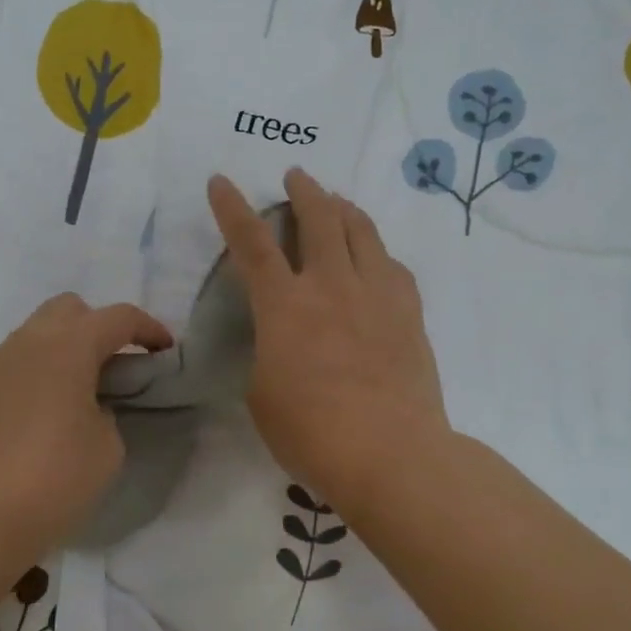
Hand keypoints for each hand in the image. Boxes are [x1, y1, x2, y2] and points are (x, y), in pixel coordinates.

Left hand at [0, 293, 172, 560]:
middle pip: (70, 308)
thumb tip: (88, 405)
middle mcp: (28, 342)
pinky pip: (15, 360)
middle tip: (116, 365)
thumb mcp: (108, 446)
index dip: (148, 329)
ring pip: (37, 331)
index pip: (117, 317)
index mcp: (68, 347)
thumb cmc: (55, 479)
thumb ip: (107, 410)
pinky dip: (37, 369)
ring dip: (64, 347)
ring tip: (79, 389)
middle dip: (98, 326)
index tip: (164, 351)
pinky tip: (44, 409)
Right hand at [209, 169, 451, 517]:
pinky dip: (377, 252)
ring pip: (362, 232)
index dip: (232, 208)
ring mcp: (376, 295)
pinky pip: (393, 266)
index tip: (221, 181)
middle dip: (303, 191)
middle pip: (319, 218)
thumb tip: (282, 340)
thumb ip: (268, 352)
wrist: (391, 454)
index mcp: (284, 305)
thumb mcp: (262, 393)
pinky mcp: (409, 314)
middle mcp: (331, 285)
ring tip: (337, 201)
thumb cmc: (311, 432)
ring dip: (344, 209)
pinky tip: (375, 257)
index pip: (251, 243)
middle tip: (297, 176)